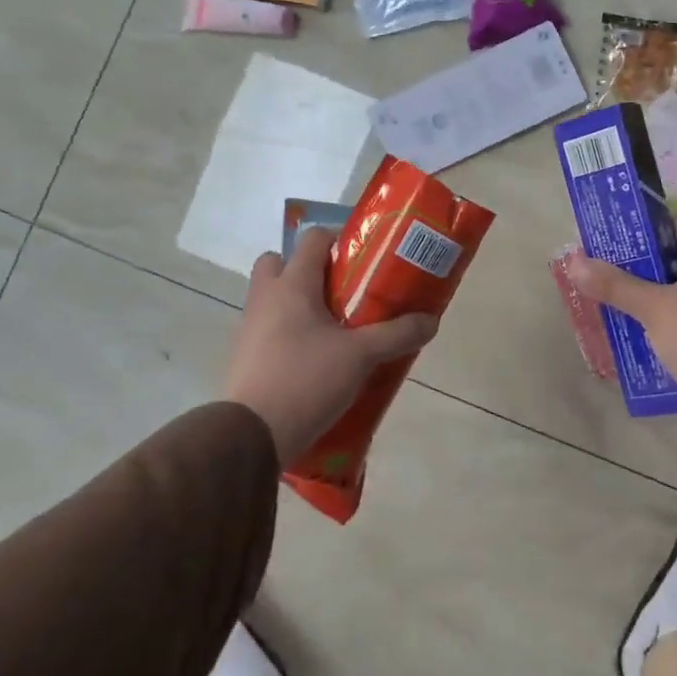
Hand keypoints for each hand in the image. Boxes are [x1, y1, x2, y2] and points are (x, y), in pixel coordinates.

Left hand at [223, 227, 437, 464]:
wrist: (250, 435)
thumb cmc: (305, 380)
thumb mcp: (361, 356)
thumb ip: (397, 334)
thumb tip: (431, 320)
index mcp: (292, 285)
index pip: (312, 239)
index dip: (339, 240)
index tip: (364, 258)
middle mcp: (265, 298)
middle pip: (279, 262)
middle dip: (307, 269)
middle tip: (340, 290)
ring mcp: (249, 328)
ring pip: (272, 297)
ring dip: (298, 302)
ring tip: (334, 327)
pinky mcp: (245, 357)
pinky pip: (268, 329)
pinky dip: (289, 332)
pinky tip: (316, 357)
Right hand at [566, 218, 676, 479]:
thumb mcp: (652, 308)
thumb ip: (614, 284)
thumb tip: (574, 261)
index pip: (675, 224)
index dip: (643, 231)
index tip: (613, 244)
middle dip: (645, 266)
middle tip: (611, 274)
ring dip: (657, 294)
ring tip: (621, 304)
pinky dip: (673, 316)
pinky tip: (647, 332)